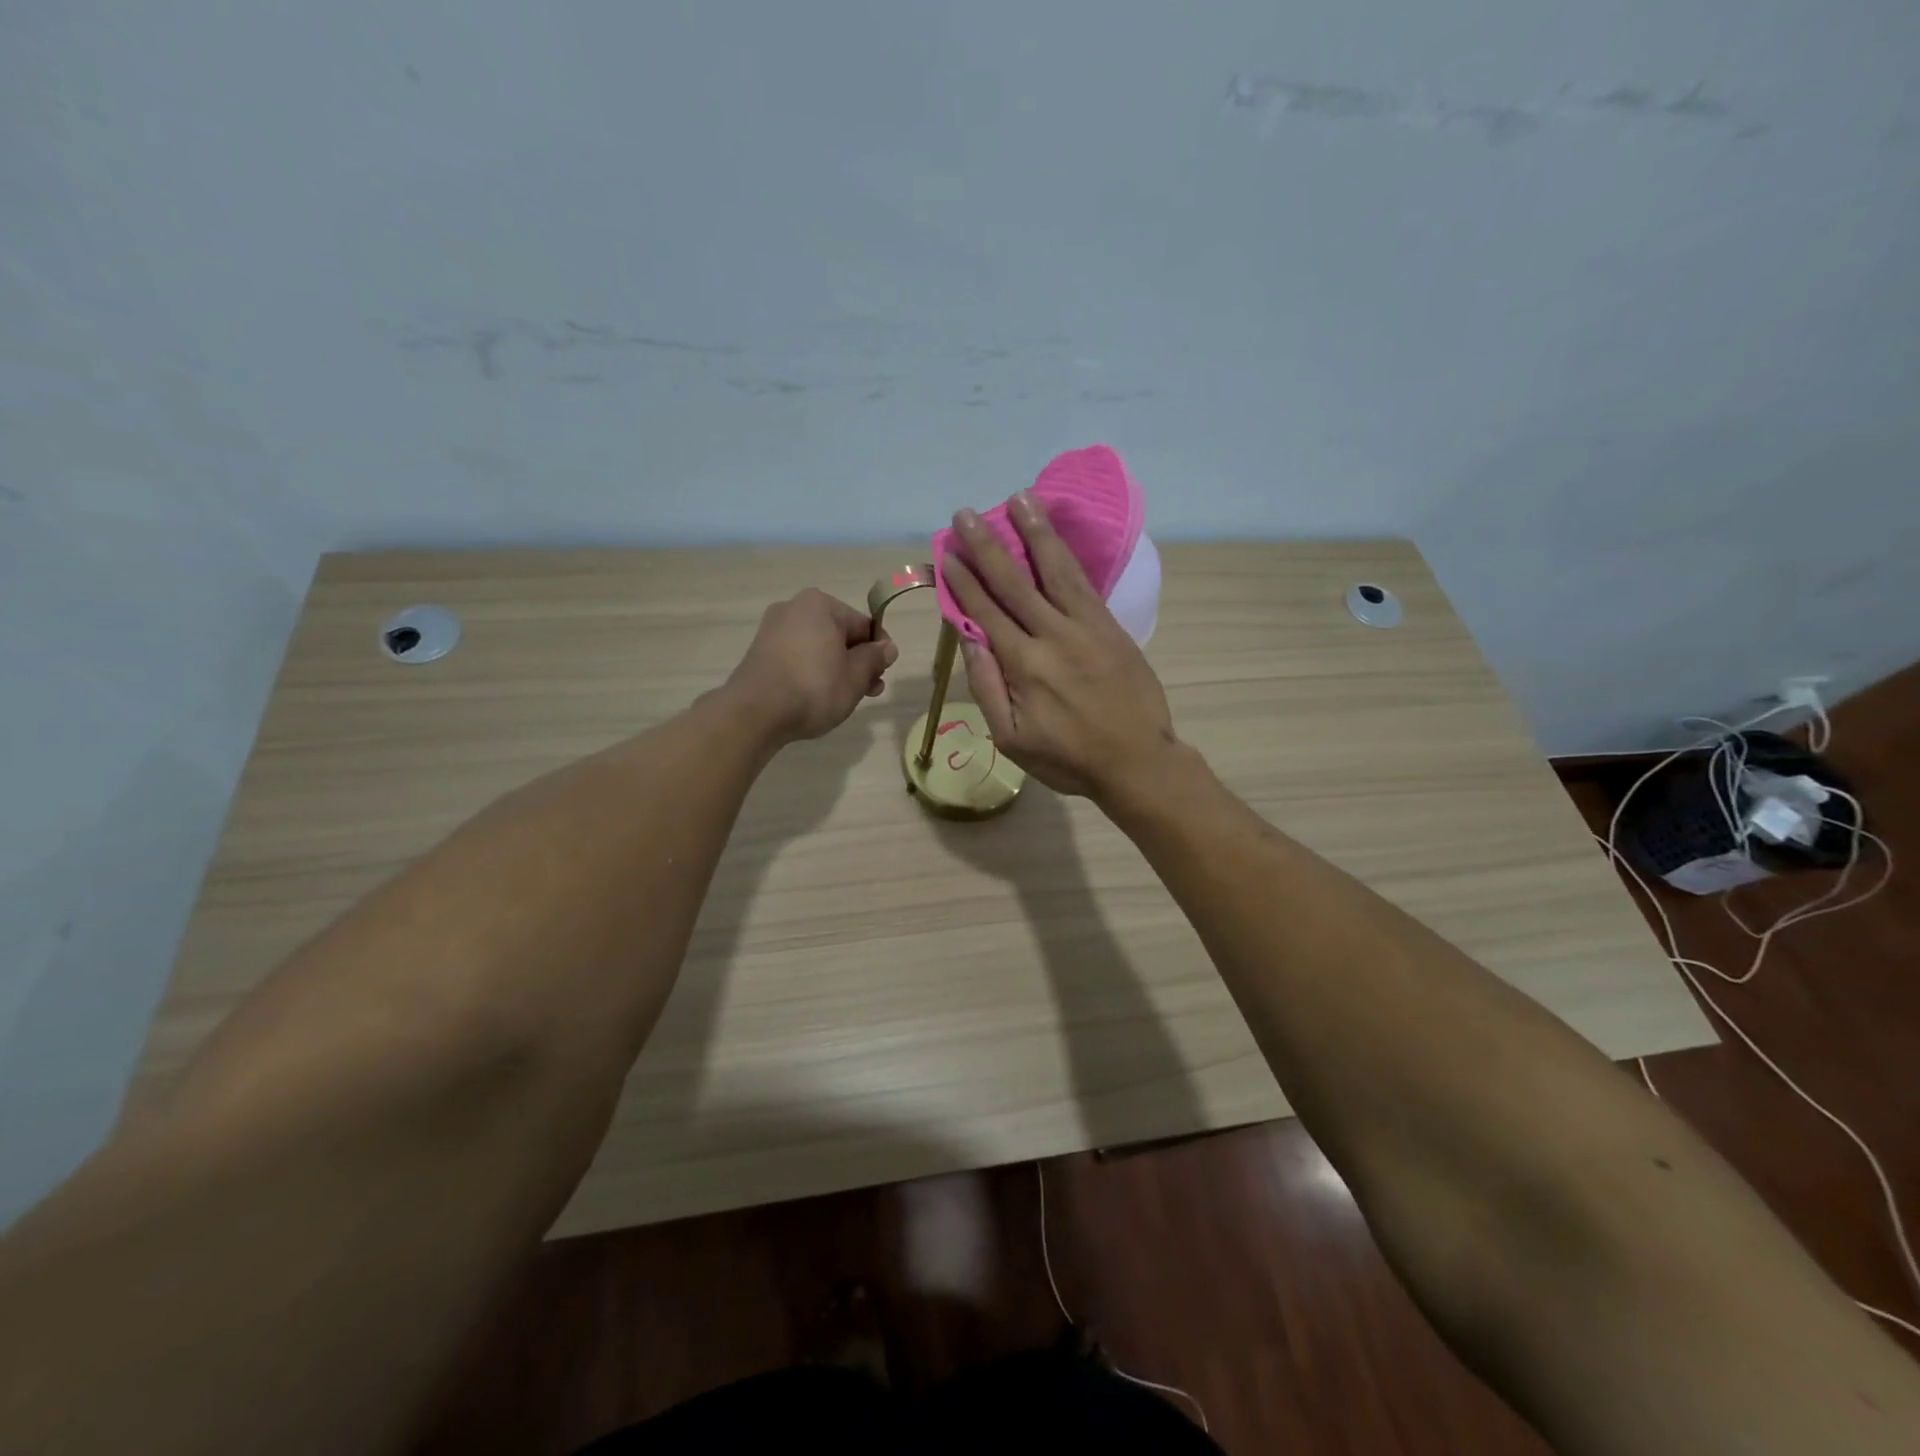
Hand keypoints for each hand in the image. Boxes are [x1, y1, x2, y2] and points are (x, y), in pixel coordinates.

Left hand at [725, 589, 897, 743]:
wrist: (756, 712)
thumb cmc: (814, 688)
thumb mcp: (856, 676)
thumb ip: (875, 658)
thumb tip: (887, 648)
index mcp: (820, 605)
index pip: (863, 625)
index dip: (879, 651)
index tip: (883, 675)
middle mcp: (794, 608)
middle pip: (839, 635)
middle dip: (857, 662)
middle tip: (869, 692)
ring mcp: (773, 630)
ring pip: (818, 648)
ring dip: (836, 669)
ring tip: (845, 699)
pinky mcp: (759, 652)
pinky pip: (797, 658)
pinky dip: (812, 673)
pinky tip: (817, 696)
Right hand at [942, 492, 1176, 800]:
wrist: (1137, 761)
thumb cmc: (1068, 758)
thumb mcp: (1012, 739)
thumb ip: (986, 688)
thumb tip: (968, 639)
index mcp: (1023, 665)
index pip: (985, 611)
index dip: (964, 580)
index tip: (948, 552)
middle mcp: (1052, 635)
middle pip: (1014, 581)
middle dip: (987, 545)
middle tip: (966, 514)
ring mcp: (1086, 626)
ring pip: (1054, 569)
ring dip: (1034, 532)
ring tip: (1019, 498)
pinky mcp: (1110, 626)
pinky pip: (1084, 582)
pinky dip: (1067, 554)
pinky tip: (1057, 534)